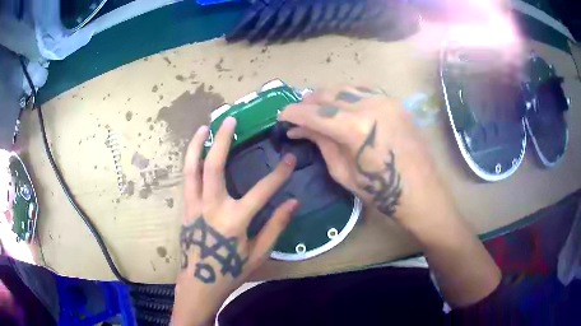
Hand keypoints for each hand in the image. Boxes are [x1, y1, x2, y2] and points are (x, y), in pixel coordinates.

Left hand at [172, 117, 298, 325]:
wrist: (200, 282)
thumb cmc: (231, 270)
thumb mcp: (258, 253)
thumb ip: (275, 226)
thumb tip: (293, 202)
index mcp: (234, 220)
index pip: (262, 190)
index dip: (279, 174)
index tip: (289, 159)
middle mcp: (211, 207)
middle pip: (215, 166)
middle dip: (223, 139)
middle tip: (230, 119)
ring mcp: (194, 206)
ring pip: (192, 169)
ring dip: (197, 145)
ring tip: (204, 127)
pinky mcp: (185, 209)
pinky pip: (187, 180)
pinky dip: (190, 162)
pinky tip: (194, 151)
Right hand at [280, 86, 452, 224]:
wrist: (420, 191)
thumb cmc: (380, 191)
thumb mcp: (343, 171)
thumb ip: (321, 143)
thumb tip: (299, 129)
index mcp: (355, 128)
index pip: (314, 113)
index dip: (293, 114)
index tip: (281, 117)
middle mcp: (369, 105)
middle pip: (328, 94)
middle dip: (307, 103)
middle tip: (298, 114)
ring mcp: (385, 100)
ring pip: (344, 88)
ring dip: (326, 97)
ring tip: (317, 109)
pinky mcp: (394, 102)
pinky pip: (363, 90)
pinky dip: (347, 95)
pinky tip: (341, 105)